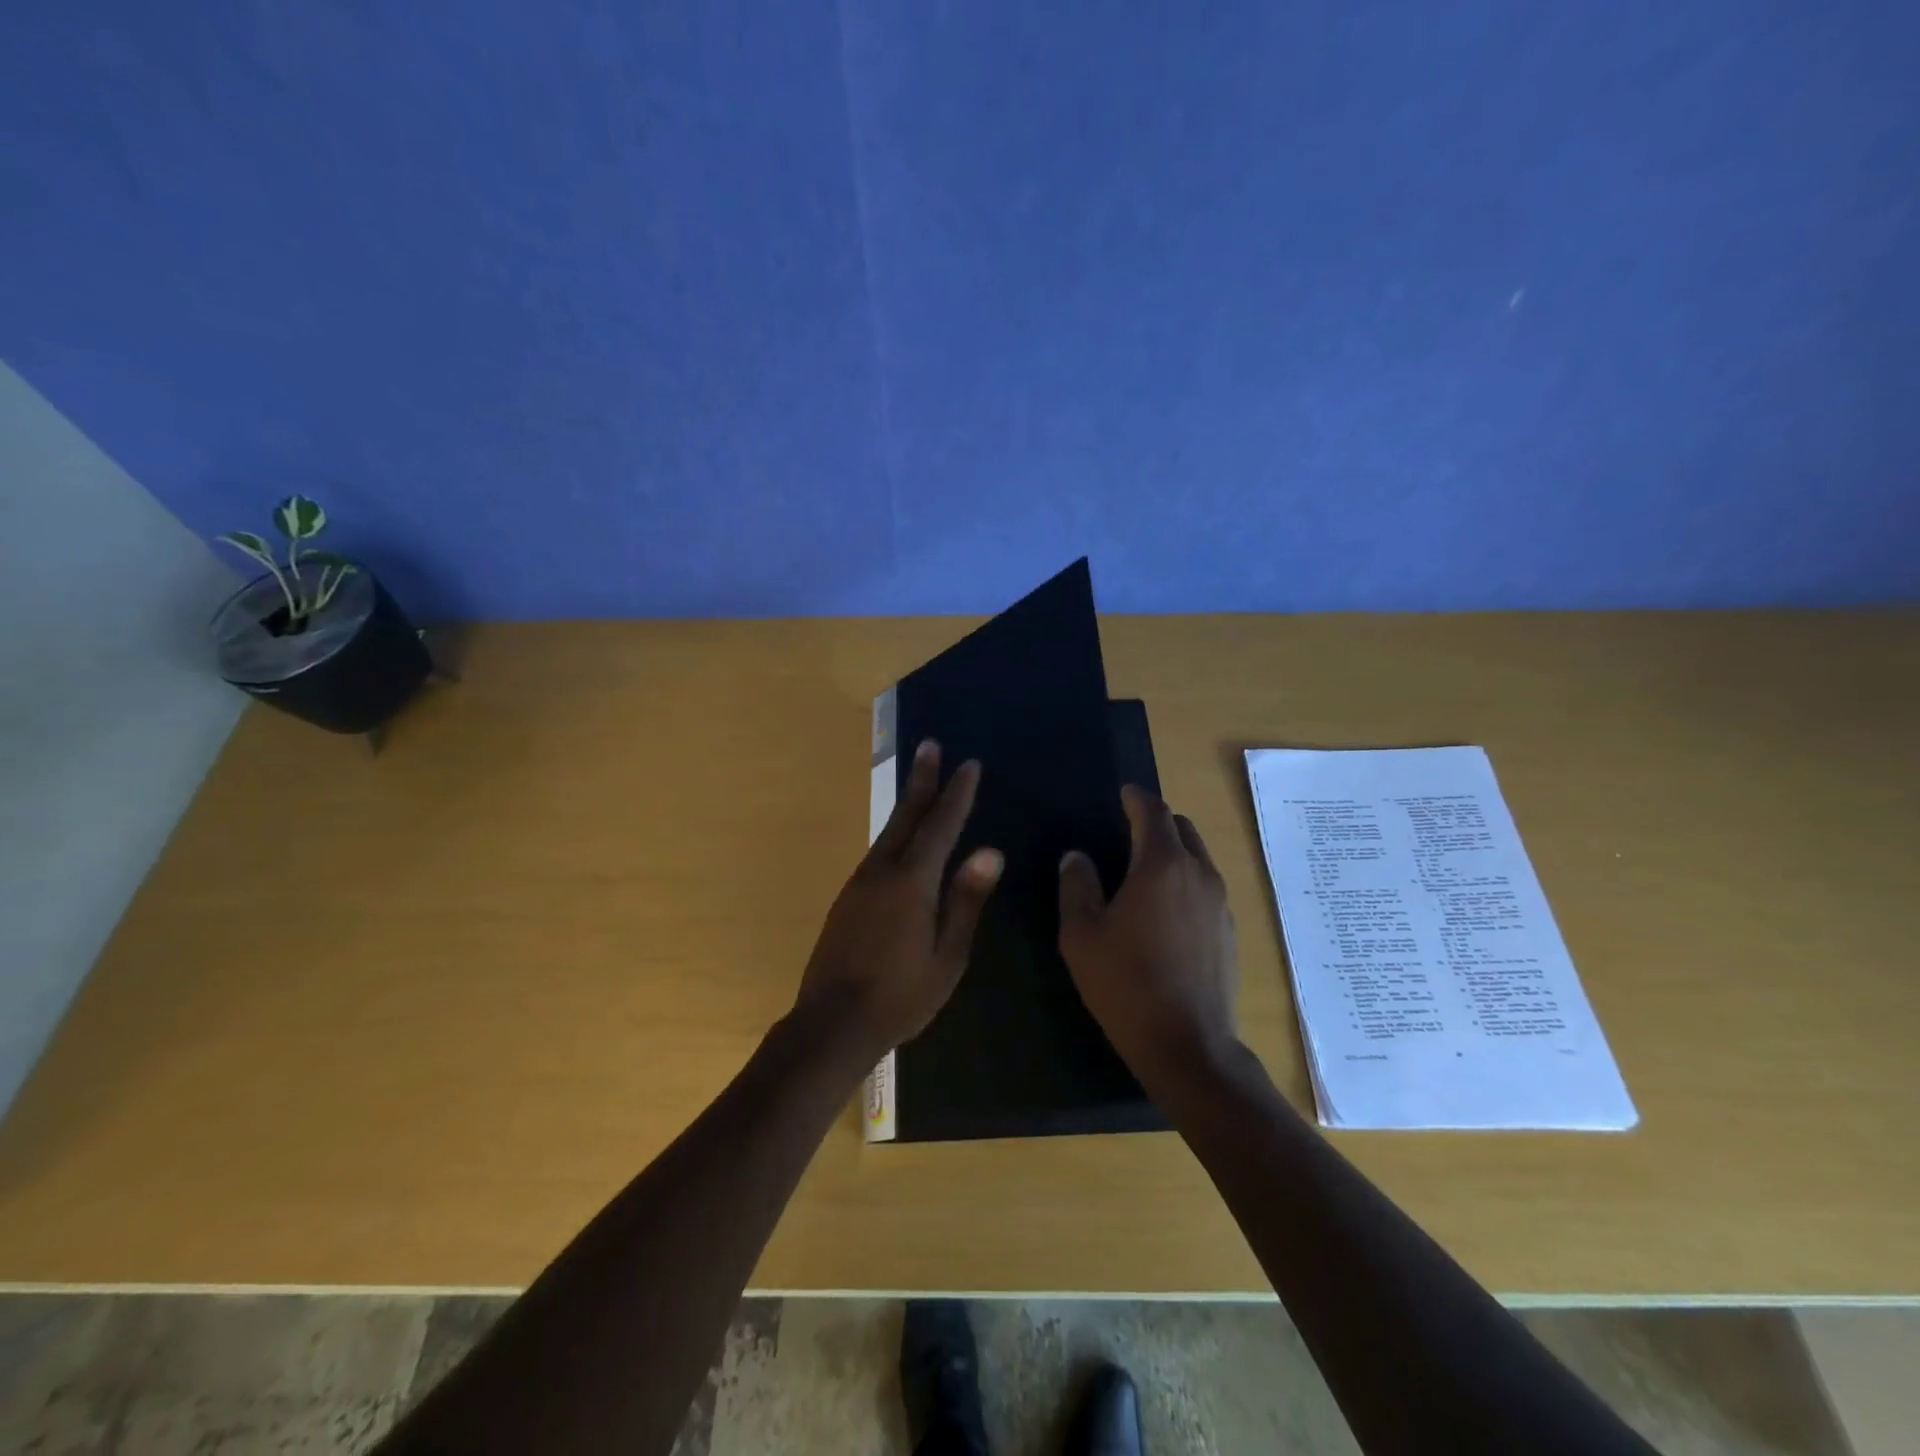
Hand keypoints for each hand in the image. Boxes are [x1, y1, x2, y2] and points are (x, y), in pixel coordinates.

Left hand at [793, 740, 1002, 1065]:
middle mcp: (882, 871)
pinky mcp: (847, 898)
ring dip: (908, 804)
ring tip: (920, 782)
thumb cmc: (901, 997)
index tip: (969, 764)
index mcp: (912, 883)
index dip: (957, 794)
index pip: (941, 826)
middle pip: (906, 816)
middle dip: (922, 780)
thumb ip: (966, 901)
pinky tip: (902, 838)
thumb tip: (989, 852)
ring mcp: (860, 883)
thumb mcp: (947, 956)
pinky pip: (878, 852)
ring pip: (889, 832)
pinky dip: (895, 832)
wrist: (832, 1024)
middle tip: (931, 746)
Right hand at [1058, 785, 1238, 1086]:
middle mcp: (1198, 874)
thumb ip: (1077, 886)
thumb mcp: (1082, 934)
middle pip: (1181, 829)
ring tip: (1143, 872)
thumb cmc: (1125, 983)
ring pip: (1197, 858)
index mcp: (1161, 865)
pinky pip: (1205, 887)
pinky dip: (1185, 881)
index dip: (1136, 797)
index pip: (1152, 812)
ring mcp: (1220, 903)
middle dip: (1156, 822)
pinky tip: (1164, 912)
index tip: (1123, 793)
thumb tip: (1078, 857)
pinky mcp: (1229, 930)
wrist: (1187, 1045)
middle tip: (1127, 832)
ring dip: (1173, 852)